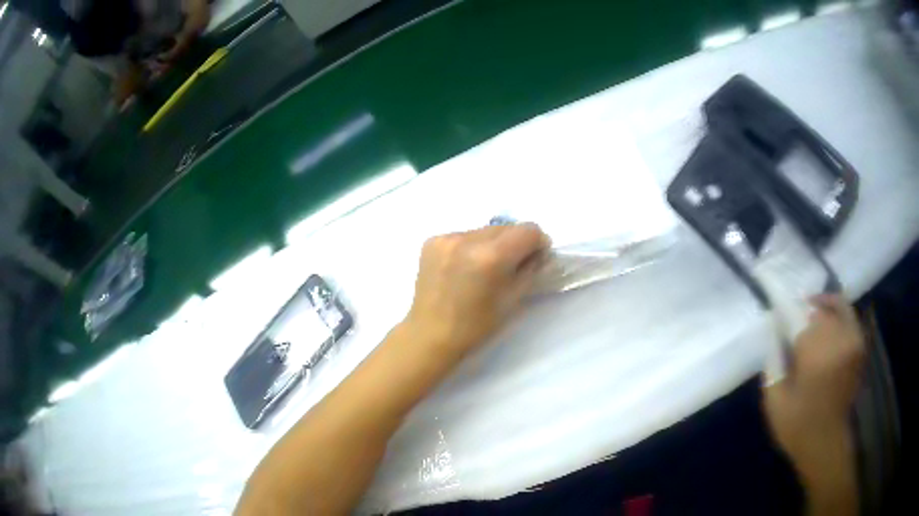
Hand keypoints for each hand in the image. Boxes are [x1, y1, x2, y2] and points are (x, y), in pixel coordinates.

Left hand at [404, 223, 550, 358]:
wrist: (429, 335)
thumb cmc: (475, 326)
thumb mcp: (512, 300)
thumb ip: (530, 270)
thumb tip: (539, 253)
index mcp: (490, 257)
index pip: (528, 231)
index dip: (537, 243)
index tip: (535, 259)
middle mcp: (467, 239)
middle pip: (506, 228)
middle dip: (515, 243)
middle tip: (512, 266)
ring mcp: (447, 238)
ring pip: (484, 230)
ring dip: (492, 244)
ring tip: (484, 269)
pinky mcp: (432, 241)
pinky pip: (464, 235)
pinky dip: (471, 247)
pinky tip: (464, 268)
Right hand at [762, 294, 864, 511]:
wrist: (826, 442)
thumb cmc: (797, 425)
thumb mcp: (774, 401)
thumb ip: (773, 363)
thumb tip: (773, 331)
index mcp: (816, 353)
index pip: (801, 316)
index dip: (788, 313)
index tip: (778, 315)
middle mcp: (838, 340)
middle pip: (821, 308)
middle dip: (806, 311)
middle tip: (794, 317)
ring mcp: (853, 341)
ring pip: (838, 306)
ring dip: (823, 307)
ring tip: (811, 312)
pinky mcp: (860, 346)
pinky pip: (849, 316)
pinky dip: (838, 312)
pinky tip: (828, 321)